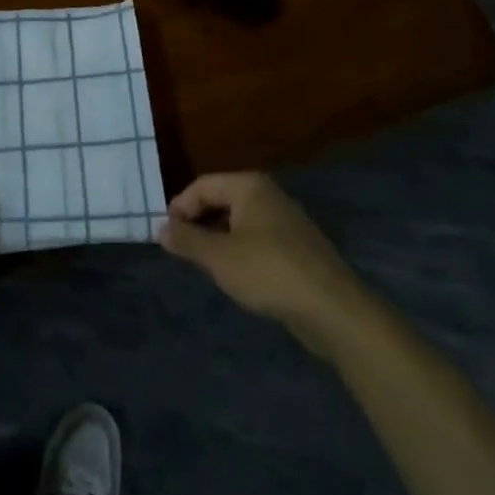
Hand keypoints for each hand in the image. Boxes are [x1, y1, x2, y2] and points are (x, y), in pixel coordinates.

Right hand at [159, 172, 364, 330]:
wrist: (333, 309)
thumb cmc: (268, 272)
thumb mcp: (218, 257)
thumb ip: (187, 240)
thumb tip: (161, 228)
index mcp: (249, 186)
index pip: (202, 186)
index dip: (180, 207)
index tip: (167, 235)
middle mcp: (269, 194)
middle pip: (221, 200)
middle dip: (199, 222)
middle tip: (183, 250)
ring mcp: (287, 220)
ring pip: (240, 221)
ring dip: (218, 238)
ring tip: (206, 264)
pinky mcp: (298, 247)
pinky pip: (258, 239)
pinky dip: (240, 250)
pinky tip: (237, 275)